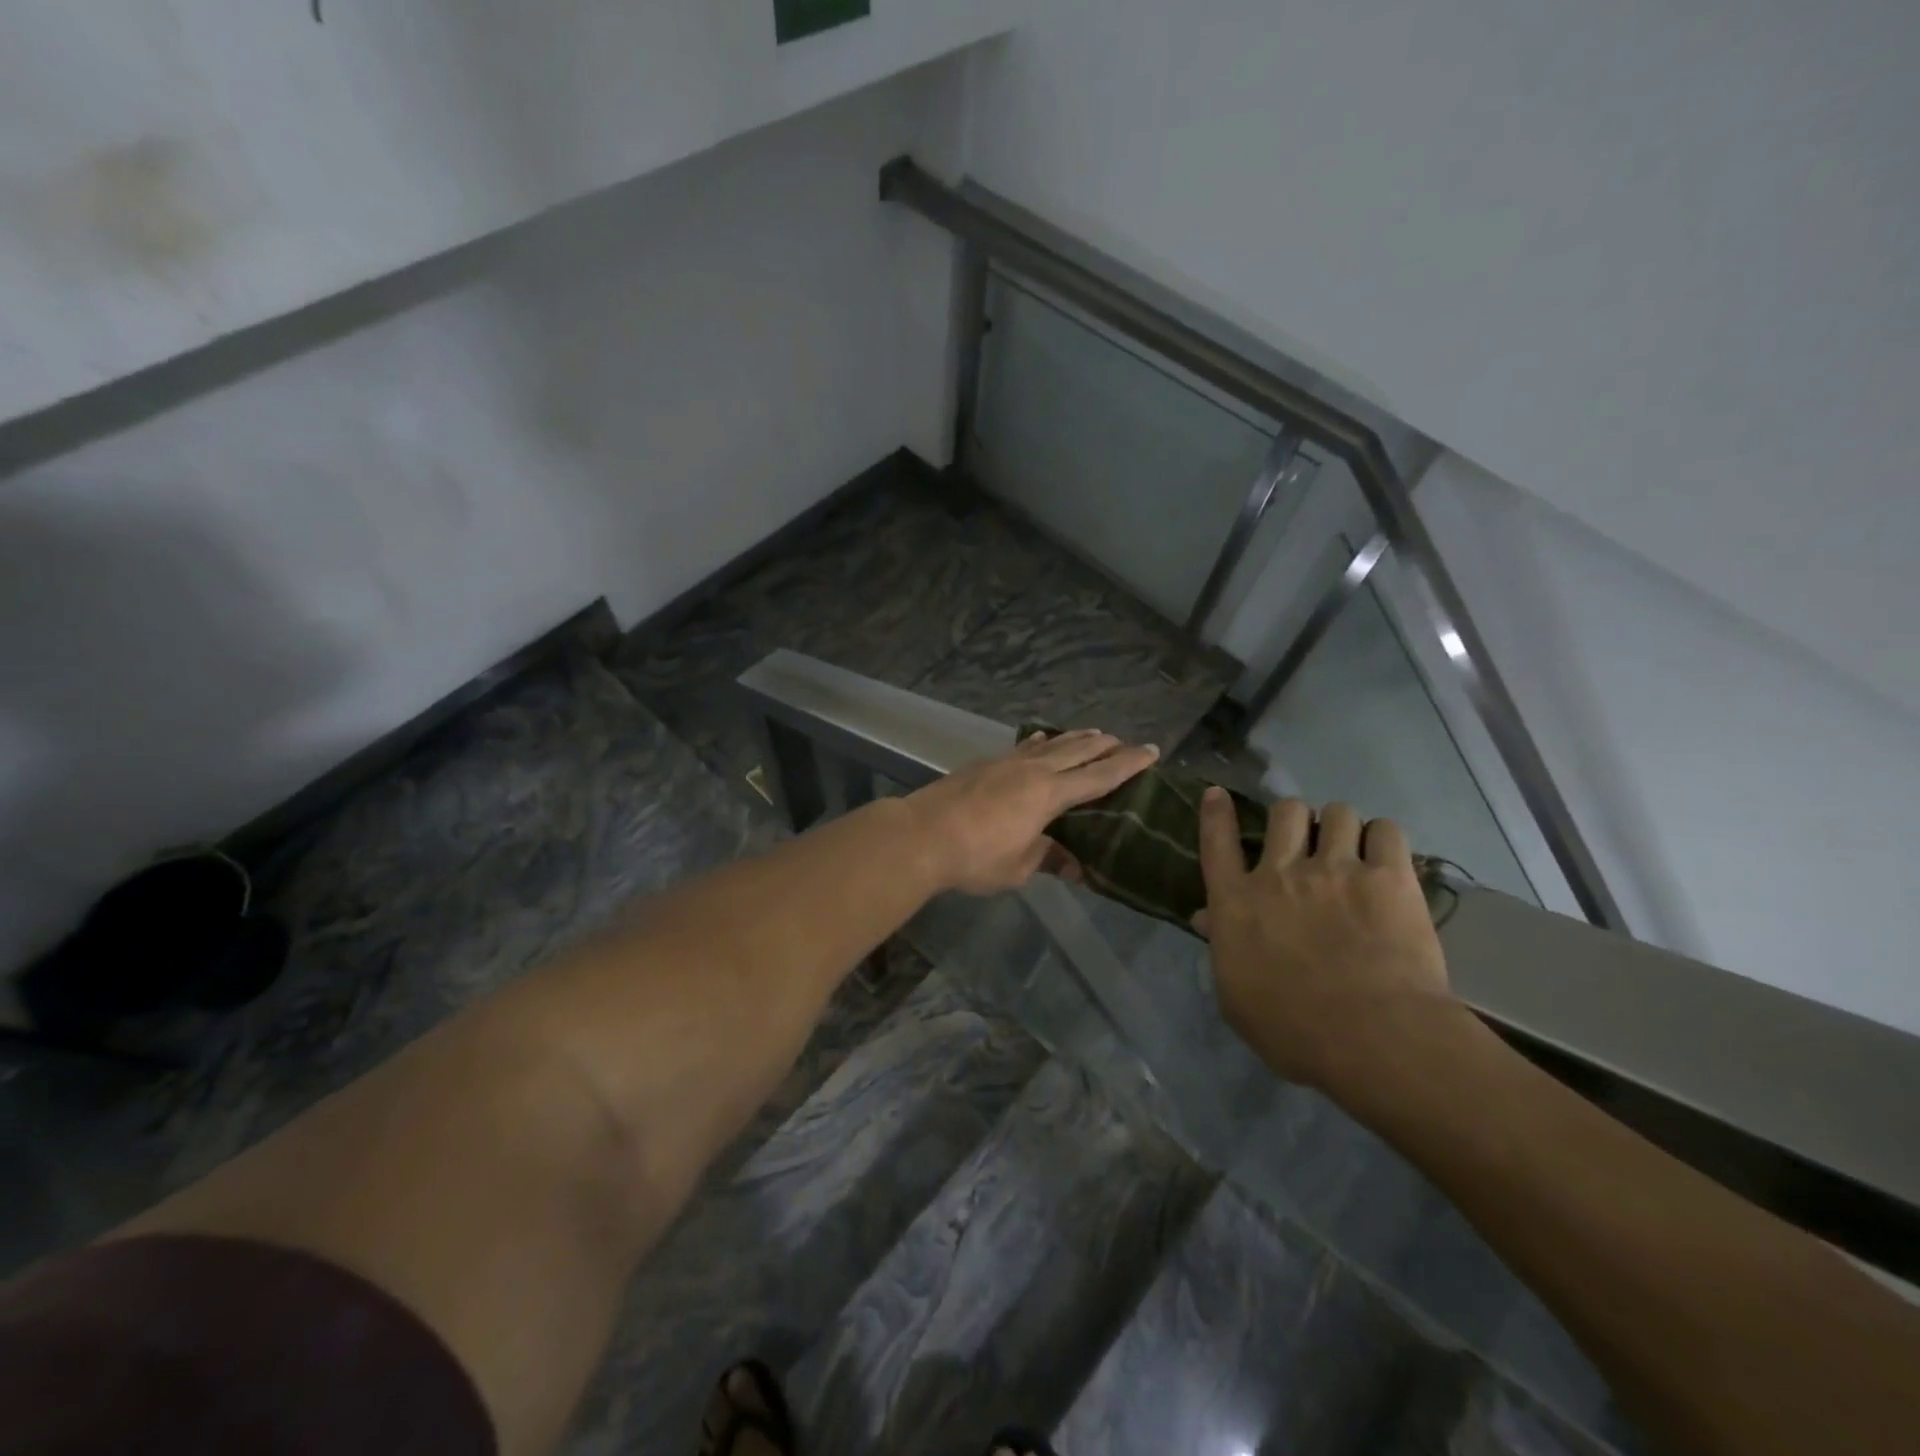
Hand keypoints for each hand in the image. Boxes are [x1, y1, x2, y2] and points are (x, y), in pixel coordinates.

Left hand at [909, 729, 1159, 895]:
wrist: (922, 835)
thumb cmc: (975, 857)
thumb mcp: (1019, 868)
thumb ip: (1049, 859)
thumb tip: (1075, 866)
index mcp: (1050, 795)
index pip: (1099, 776)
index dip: (1128, 764)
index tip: (1151, 751)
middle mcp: (1033, 770)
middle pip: (1078, 751)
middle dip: (1106, 746)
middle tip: (1126, 741)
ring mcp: (1007, 763)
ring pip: (1051, 744)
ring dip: (1075, 738)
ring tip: (1094, 733)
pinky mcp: (985, 764)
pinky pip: (1023, 747)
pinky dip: (1040, 742)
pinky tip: (1042, 739)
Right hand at [1195, 790, 1462, 1092]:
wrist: (1371, 1036)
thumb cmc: (1291, 1028)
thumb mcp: (1236, 995)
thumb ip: (1222, 947)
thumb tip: (1206, 918)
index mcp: (1237, 901)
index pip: (1218, 842)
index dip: (1217, 814)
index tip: (1219, 794)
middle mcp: (1281, 872)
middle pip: (1285, 811)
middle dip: (1294, 819)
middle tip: (1306, 842)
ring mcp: (1336, 869)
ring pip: (1337, 812)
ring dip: (1341, 827)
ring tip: (1351, 848)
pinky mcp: (1389, 877)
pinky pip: (1387, 830)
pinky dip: (1384, 838)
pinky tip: (1386, 857)